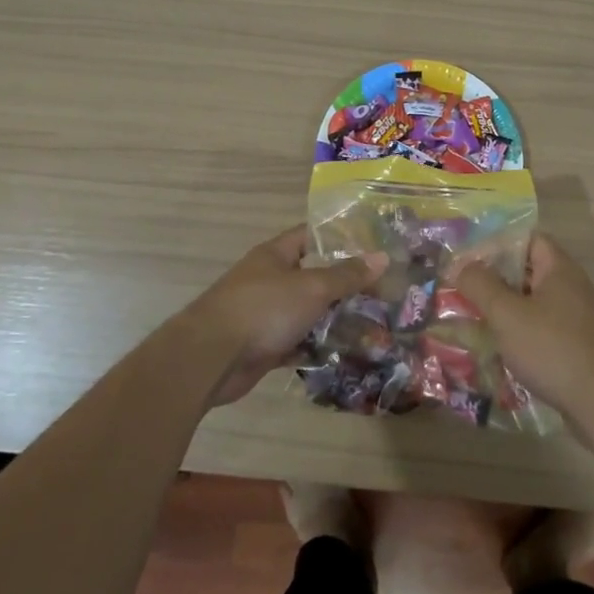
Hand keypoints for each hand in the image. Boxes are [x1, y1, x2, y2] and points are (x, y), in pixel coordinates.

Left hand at [185, 226, 386, 405]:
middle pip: (312, 276)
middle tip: (380, 292)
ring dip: (331, 319)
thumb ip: (346, 275)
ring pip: (305, 312)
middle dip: (343, 285)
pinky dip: (315, 348)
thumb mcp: (312, 287)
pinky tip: (343, 354)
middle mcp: (269, 280)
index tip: (370, 246)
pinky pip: (296, 343)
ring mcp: (264, 314)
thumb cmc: (263, 309)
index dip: (339, 238)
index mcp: (275, 255)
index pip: (310, 236)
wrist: (211, 358)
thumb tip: (382, 256)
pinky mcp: (262, 346)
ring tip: (371, 324)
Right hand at [451, 234, 593, 425]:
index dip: (497, 244)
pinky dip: (518, 333)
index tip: (467, 258)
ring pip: (532, 303)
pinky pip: (540, 329)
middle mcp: (571, 288)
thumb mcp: (508, 314)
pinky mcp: (576, 347)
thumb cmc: (553, 349)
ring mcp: (576, 319)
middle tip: (462, 289)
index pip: (527, 239)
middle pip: (528, 271)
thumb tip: (462, 265)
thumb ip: (481, 285)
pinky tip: (496, 349)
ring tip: (471, 318)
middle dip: (494, 279)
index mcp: (559, 269)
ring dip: (504, 309)